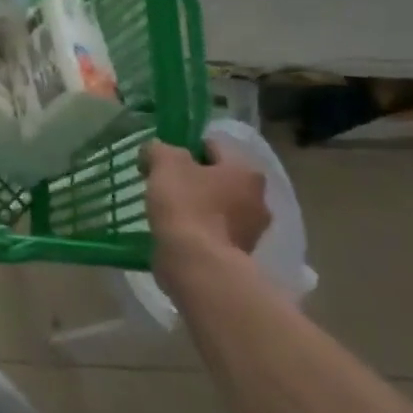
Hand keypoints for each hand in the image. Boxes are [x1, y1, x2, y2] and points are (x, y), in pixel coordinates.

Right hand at [140, 137, 269, 273]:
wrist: (197, 264)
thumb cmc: (186, 205)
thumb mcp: (165, 163)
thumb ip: (158, 149)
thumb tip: (154, 152)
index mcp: (246, 171)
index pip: (211, 148)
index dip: (183, 148)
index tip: (160, 161)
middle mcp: (258, 199)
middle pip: (217, 179)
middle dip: (192, 181)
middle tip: (162, 186)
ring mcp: (251, 232)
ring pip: (215, 208)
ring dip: (195, 208)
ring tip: (165, 212)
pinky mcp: (238, 257)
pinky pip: (212, 234)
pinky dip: (196, 232)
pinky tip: (174, 234)